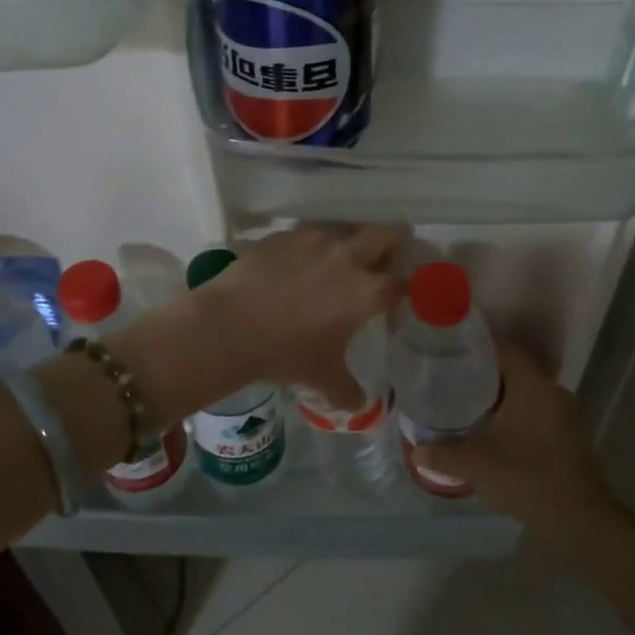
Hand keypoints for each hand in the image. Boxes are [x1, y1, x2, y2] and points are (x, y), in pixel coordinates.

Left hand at [202, 225, 404, 408]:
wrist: (230, 325)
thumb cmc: (286, 352)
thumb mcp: (322, 377)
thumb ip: (347, 390)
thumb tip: (358, 405)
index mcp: (368, 291)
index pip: (403, 281)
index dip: (403, 291)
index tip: (393, 303)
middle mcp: (349, 256)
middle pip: (386, 235)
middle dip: (392, 244)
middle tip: (382, 261)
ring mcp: (315, 239)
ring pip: (346, 228)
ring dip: (350, 240)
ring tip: (336, 262)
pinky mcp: (285, 234)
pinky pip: (309, 233)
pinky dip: (312, 245)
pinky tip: (297, 264)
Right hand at [411, 341, 619, 542]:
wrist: (580, 522)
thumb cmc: (528, 479)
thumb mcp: (476, 465)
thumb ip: (442, 454)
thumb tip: (416, 450)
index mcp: (533, 385)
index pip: (504, 347)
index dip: (476, 343)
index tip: (449, 346)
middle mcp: (552, 391)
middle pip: (513, 367)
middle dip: (482, 369)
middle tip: (450, 373)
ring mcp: (564, 414)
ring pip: (524, 390)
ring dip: (498, 393)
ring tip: (464, 398)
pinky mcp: (567, 435)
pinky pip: (534, 410)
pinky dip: (512, 411)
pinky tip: (490, 427)